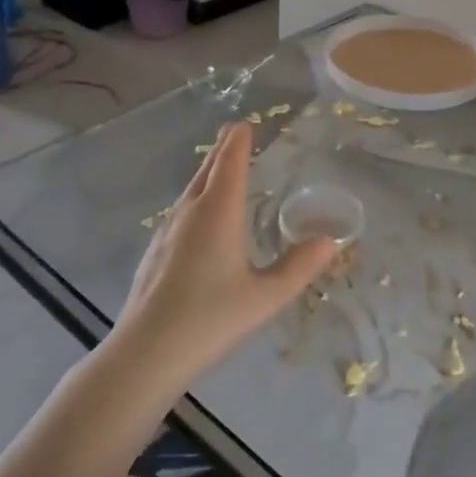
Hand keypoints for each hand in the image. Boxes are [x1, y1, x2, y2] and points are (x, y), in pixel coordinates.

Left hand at [111, 122, 335, 395]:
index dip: (239, 140)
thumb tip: (331, 241)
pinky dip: (197, 199)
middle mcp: (189, 212)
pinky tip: (200, 220)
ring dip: (208, 174)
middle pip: (207, 170)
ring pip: (191, 191)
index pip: (230, 162)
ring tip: (220, 169)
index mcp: (218, 212)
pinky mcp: (155, 251)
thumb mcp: (266, 297)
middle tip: (234, 133)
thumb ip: (299, 267)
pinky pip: (181, 211)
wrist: (145, 353)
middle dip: (222, 150)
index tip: (246, 123)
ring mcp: (167, 231)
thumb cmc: (210, 319)